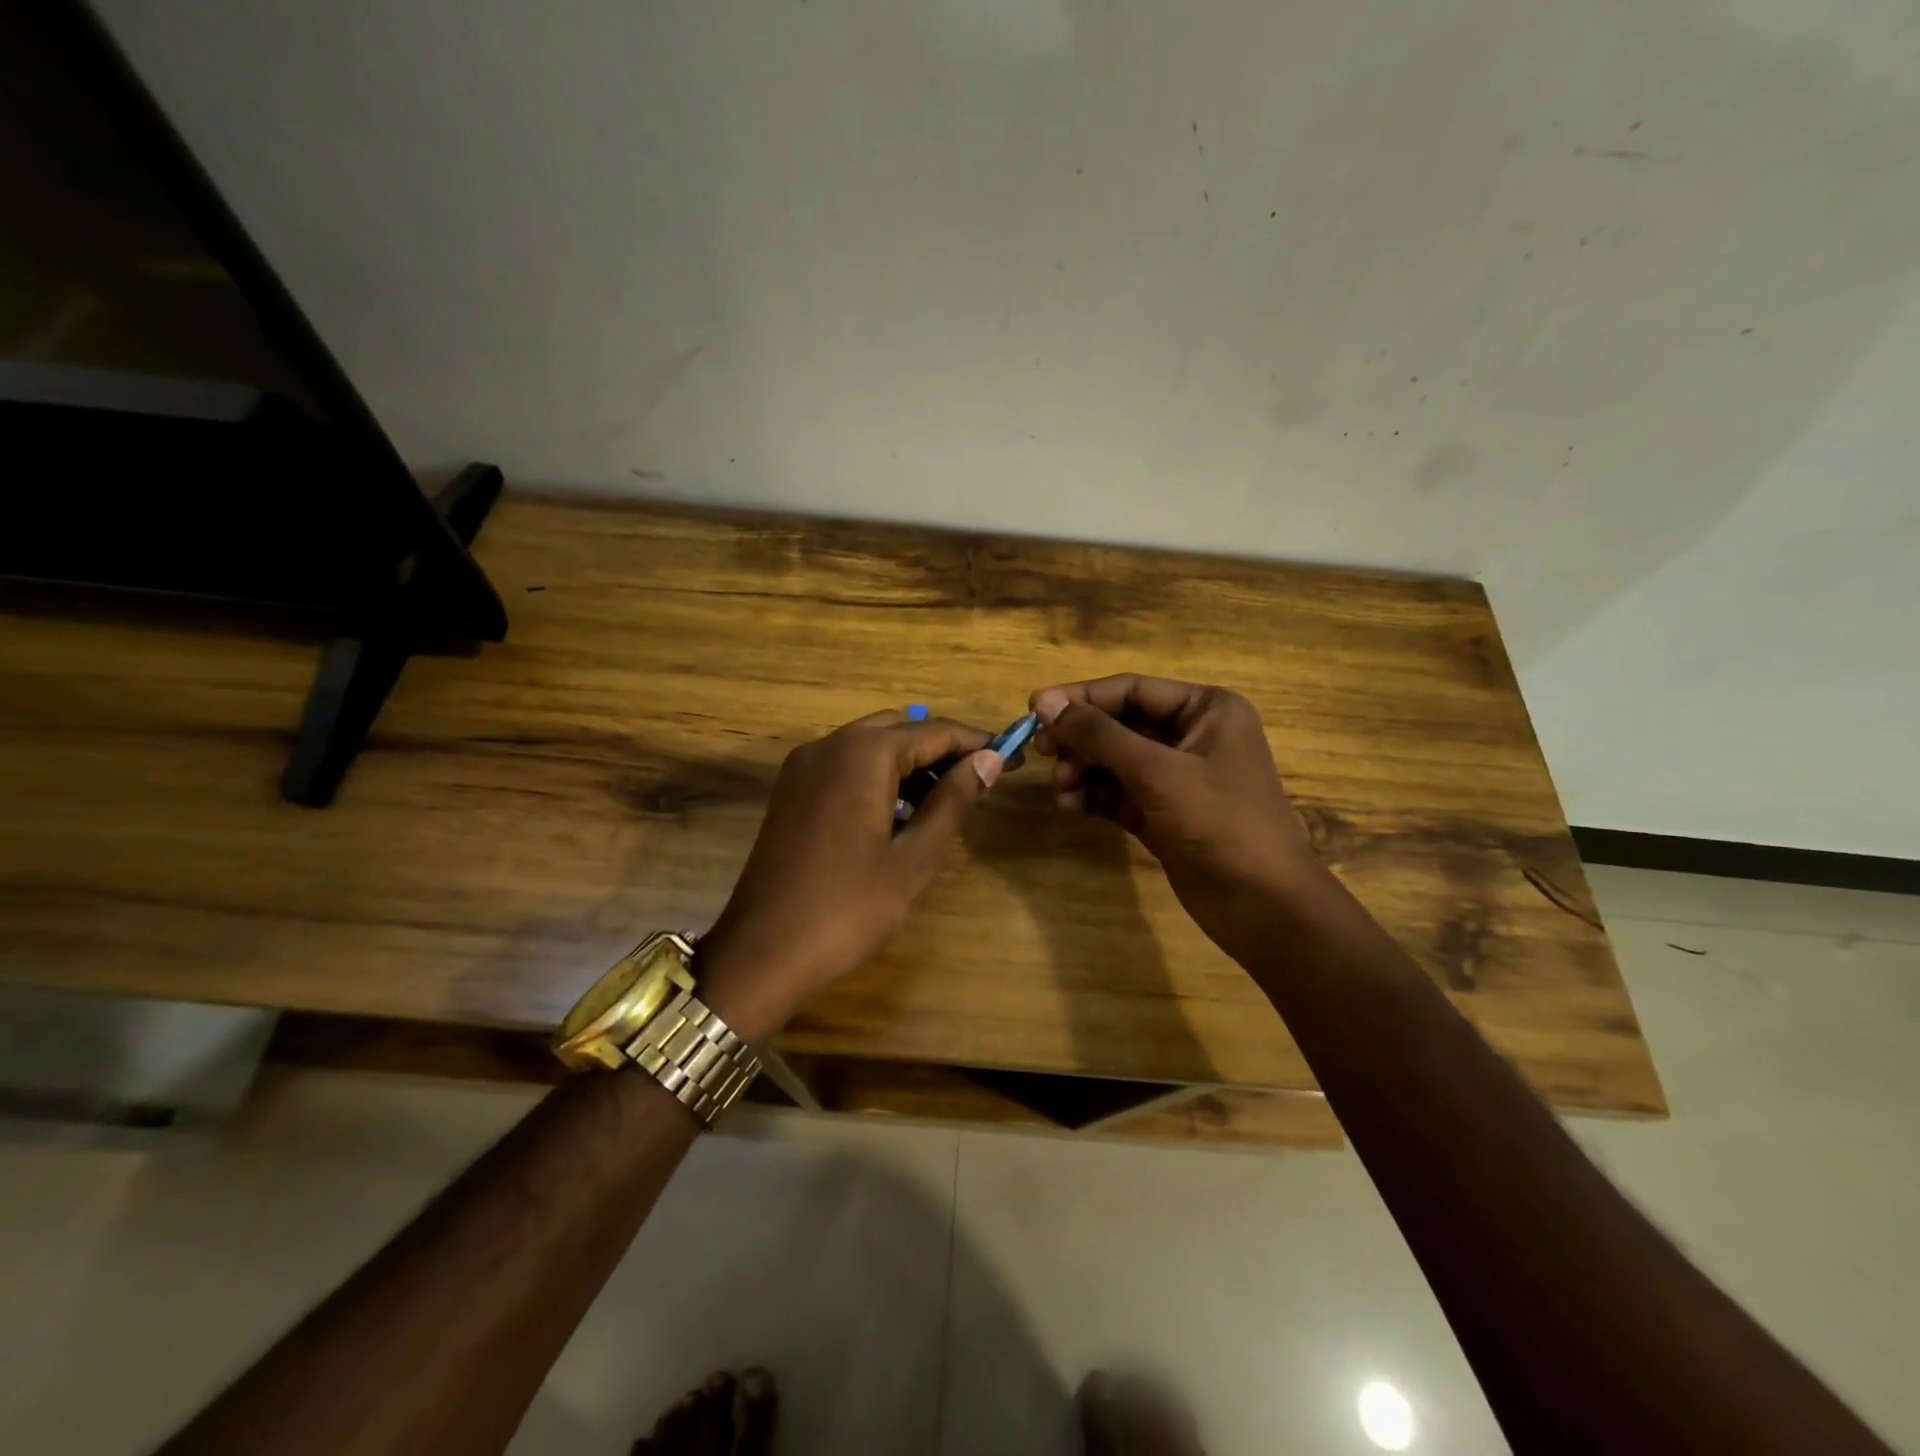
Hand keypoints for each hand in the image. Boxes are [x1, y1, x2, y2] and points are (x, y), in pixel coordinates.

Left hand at [695, 710, 1004, 1039]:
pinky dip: (879, 777)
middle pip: (899, 730)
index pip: (933, 732)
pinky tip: (901, 813)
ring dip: (911, 764)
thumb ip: (953, 801)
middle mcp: (828, 745)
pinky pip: (846, 766)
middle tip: (983, 779)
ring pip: (871, 746)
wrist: (761, 953)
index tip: (1015, 756)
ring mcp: (803, 767)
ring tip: (948, 801)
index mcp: (861, 754)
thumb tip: (989, 759)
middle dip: (943, 750)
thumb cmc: (847, 908)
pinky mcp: (791, 791)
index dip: (977, 743)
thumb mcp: (913, 858)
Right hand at [1030, 675, 1327, 956]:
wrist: (1264, 907)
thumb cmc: (1221, 824)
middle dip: (1081, 738)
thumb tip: (1045, 701)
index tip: (1034, 709)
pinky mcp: (1163, 814)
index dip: (1082, 698)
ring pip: (1115, 761)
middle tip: (1042, 751)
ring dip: (1084, 769)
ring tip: (1062, 786)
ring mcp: (1177, 777)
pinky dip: (1093, 796)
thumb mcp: (1157, 772)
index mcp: (1206, 710)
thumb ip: (1099, 734)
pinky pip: (1118, 794)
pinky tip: (1071, 806)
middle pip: (1120, 724)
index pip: (1131, 689)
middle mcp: (1192, 736)